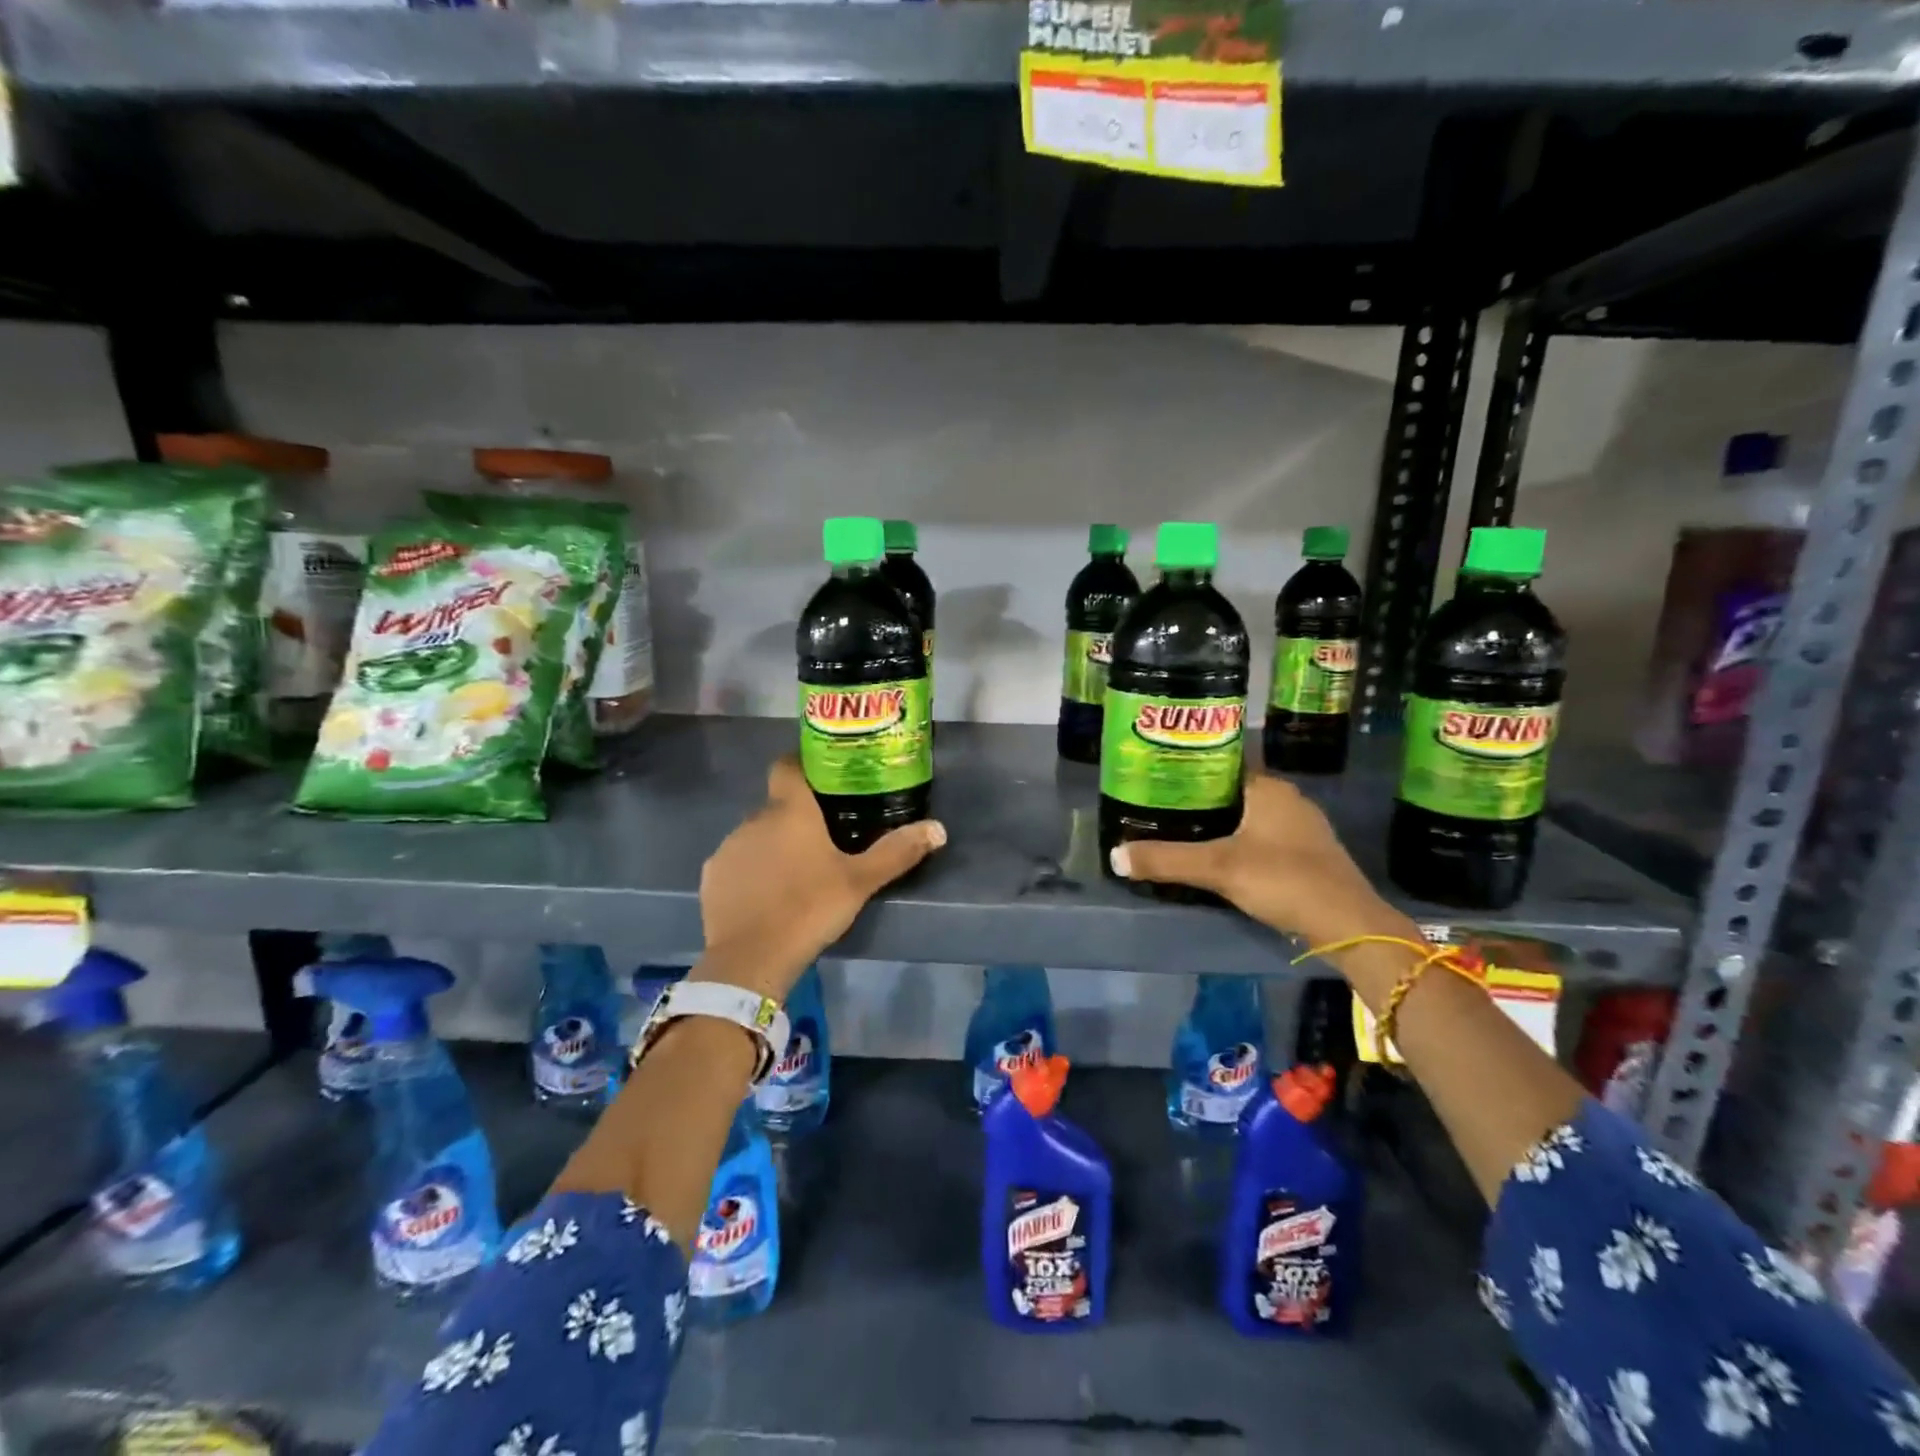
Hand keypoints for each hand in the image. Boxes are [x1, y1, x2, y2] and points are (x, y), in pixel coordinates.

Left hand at [696, 756, 945, 1000]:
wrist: (751, 958)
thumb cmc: (810, 908)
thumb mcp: (860, 881)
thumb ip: (897, 852)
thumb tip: (938, 828)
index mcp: (790, 810)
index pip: (787, 766)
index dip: (801, 765)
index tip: (820, 779)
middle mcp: (754, 819)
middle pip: (776, 806)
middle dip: (795, 818)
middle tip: (822, 841)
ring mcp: (728, 847)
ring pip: (755, 835)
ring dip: (772, 846)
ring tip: (794, 875)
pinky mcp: (711, 877)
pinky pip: (736, 863)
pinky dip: (750, 872)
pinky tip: (766, 897)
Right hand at [1109, 771, 1397, 946]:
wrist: (1349, 926)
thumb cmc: (1284, 880)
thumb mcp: (1219, 868)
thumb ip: (1166, 860)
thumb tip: (1114, 856)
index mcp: (1269, 788)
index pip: (1222, 764)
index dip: (1189, 769)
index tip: (1157, 778)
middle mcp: (1288, 799)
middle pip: (1233, 791)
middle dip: (1199, 799)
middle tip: (1159, 807)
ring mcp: (1302, 828)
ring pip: (1248, 816)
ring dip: (1219, 823)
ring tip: (1179, 831)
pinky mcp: (1307, 855)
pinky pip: (1262, 838)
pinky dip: (1238, 842)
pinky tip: (1218, 858)